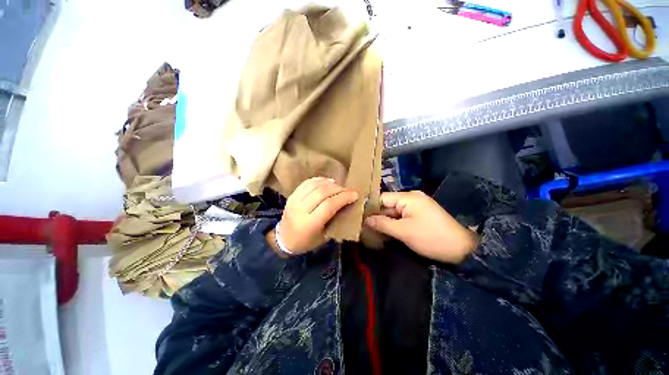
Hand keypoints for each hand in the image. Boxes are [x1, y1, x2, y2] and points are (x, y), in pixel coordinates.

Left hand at [270, 177, 358, 255]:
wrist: (284, 239)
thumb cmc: (307, 242)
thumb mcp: (324, 236)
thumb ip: (335, 220)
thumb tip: (348, 204)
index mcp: (309, 224)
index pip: (329, 205)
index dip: (343, 197)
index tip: (355, 194)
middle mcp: (300, 210)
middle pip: (322, 193)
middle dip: (339, 189)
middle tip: (349, 190)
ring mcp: (294, 201)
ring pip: (315, 185)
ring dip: (330, 183)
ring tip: (339, 186)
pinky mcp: (292, 195)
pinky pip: (307, 183)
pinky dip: (319, 180)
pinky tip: (328, 182)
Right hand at [365, 191, 477, 263]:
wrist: (462, 250)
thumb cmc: (431, 238)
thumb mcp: (403, 231)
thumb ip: (382, 223)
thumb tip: (365, 219)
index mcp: (408, 197)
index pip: (382, 198)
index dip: (370, 207)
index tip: (359, 217)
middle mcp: (412, 197)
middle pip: (388, 204)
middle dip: (377, 215)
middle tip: (364, 226)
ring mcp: (417, 206)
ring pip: (394, 211)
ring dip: (385, 220)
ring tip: (371, 229)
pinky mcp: (420, 214)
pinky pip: (402, 216)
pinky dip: (394, 223)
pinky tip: (386, 230)